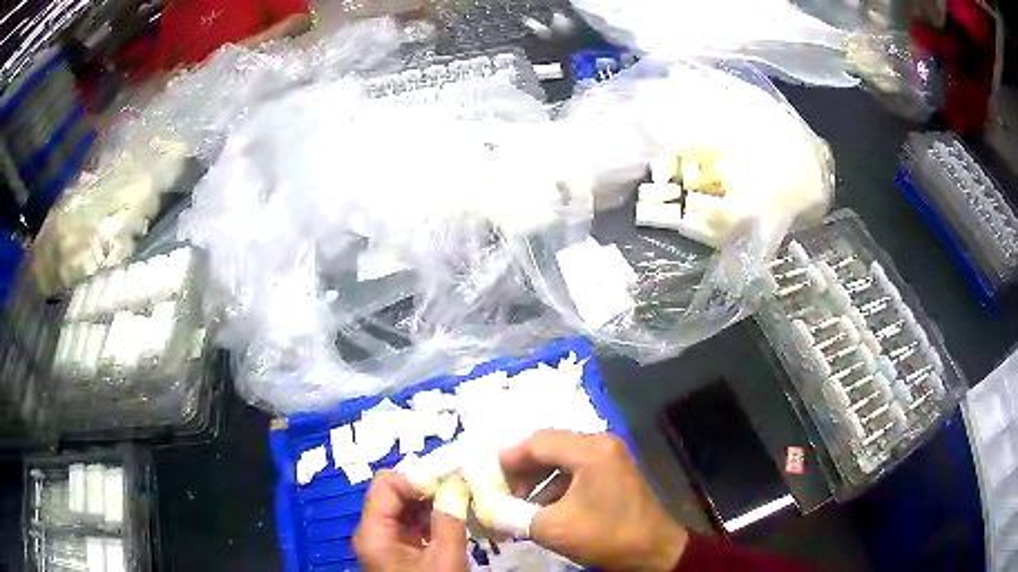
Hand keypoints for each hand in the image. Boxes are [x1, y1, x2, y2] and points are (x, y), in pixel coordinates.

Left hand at [354, 470, 466, 571]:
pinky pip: (413, 523)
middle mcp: (372, 531)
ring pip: (406, 507)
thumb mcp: (444, 559)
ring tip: (463, 496)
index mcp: (373, 531)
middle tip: (461, 483)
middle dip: (428, 486)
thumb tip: (457, 482)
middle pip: (395, 493)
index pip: (387, 484)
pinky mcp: (399, 550)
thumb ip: (449, 521)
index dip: (418, 477)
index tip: (451, 477)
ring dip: (433, 500)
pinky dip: (433, 516)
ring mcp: (385, 541)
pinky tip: (456, 515)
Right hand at [500, 431, 687, 571]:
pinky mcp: (615, 474)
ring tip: (519, 505)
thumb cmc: (606, 535)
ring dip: (538, 481)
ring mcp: (611, 458)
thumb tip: (484, 508)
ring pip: (563, 461)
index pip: (537, 442)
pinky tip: (544, 509)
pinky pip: (577, 472)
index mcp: (590, 450)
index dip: (507, 458)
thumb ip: (512, 515)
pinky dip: (556, 487)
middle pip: (550, 448)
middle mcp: (602, 445)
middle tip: (500, 492)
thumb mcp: (553, 528)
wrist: (654, 551)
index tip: (485, 475)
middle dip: (522, 471)